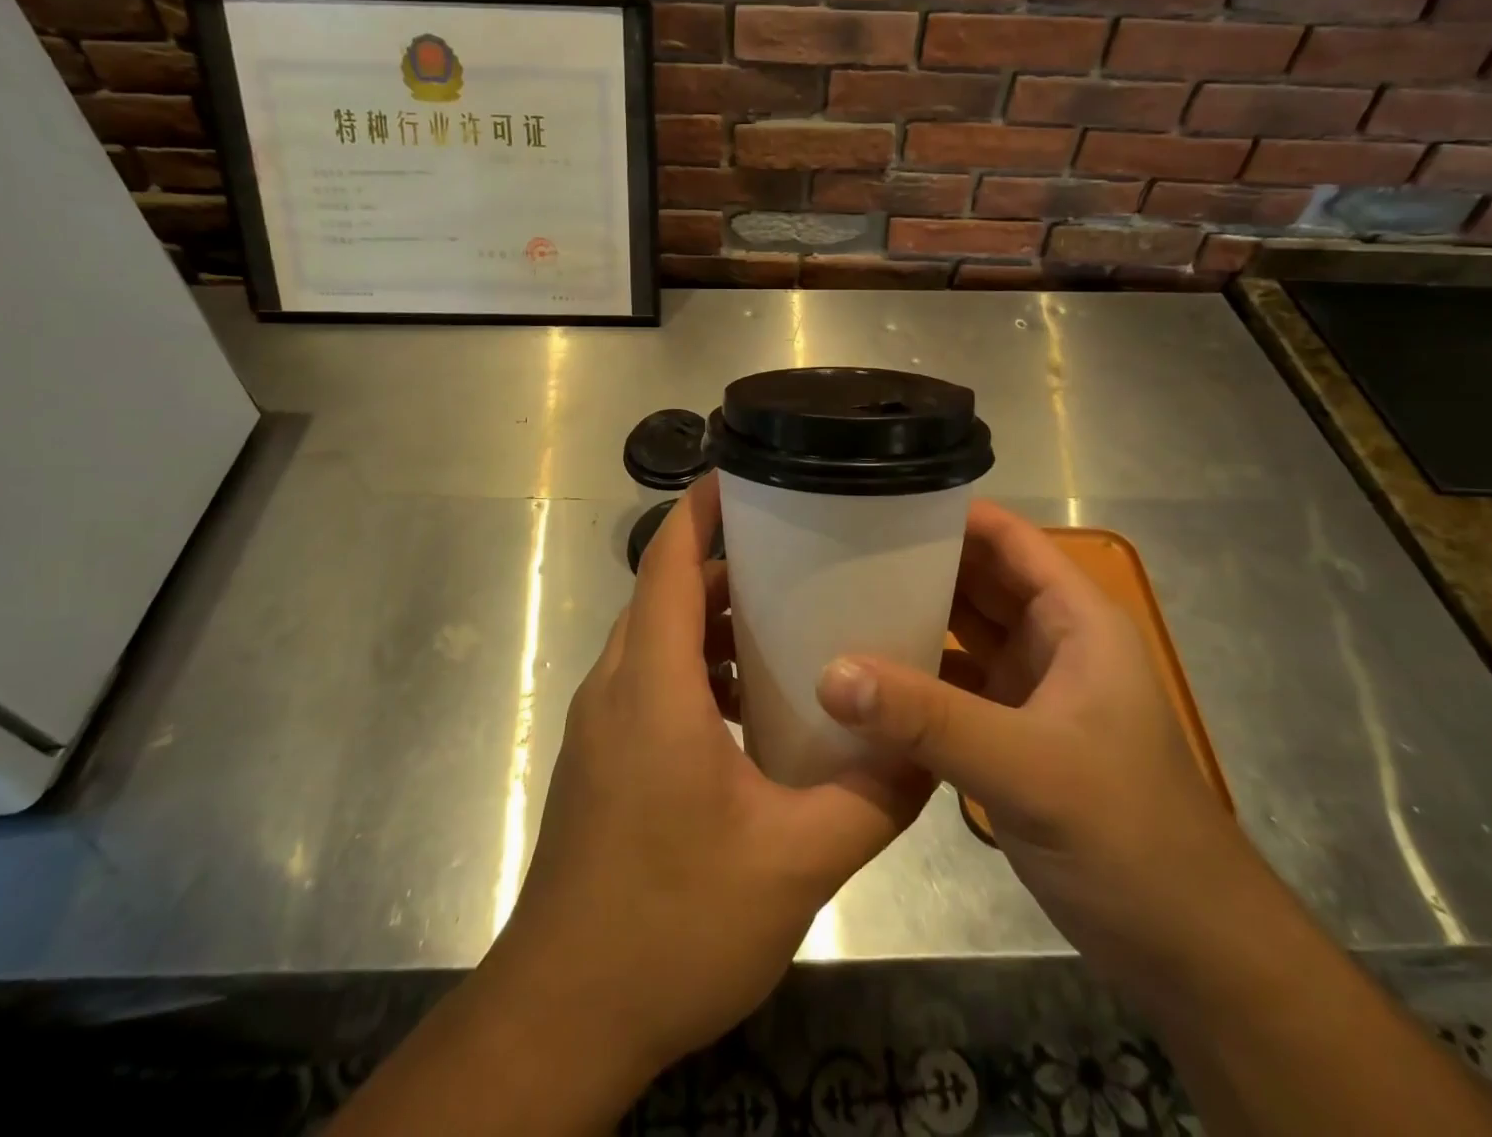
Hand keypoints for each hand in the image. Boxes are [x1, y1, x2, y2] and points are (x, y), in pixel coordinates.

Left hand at [492, 473, 930, 1078]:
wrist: (564, 1016)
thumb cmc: (672, 923)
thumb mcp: (794, 863)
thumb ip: (871, 800)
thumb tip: (928, 753)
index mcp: (653, 684)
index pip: (668, 561)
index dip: (702, 506)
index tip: (748, 475)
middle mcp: (617, 685)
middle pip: (667, 591)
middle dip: (727, 563)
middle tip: (801, 557)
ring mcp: (602, 723)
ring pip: (658, 637)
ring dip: (713, 620)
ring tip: (786, 625)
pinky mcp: (603, 757)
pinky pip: (651, 680)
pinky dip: (698, 668)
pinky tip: (751, 709)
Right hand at [816, 501, 1267, 993]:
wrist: (1187, 952)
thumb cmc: (1130, 837)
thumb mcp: (1029, 768)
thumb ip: (929, 719)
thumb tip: (831, 674)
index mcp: (1075, 621)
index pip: (1007, 540)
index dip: (950, 514)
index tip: (877, 504)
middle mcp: (1051, 643)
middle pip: (976, 581)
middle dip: (915, 565)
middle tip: (836, 551)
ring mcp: (1029, 691)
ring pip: (959, 634)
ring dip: (909, 620)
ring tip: (834, 602)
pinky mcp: (1007, 736)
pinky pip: (949, 687)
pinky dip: (911, 679)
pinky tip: (860, 680)